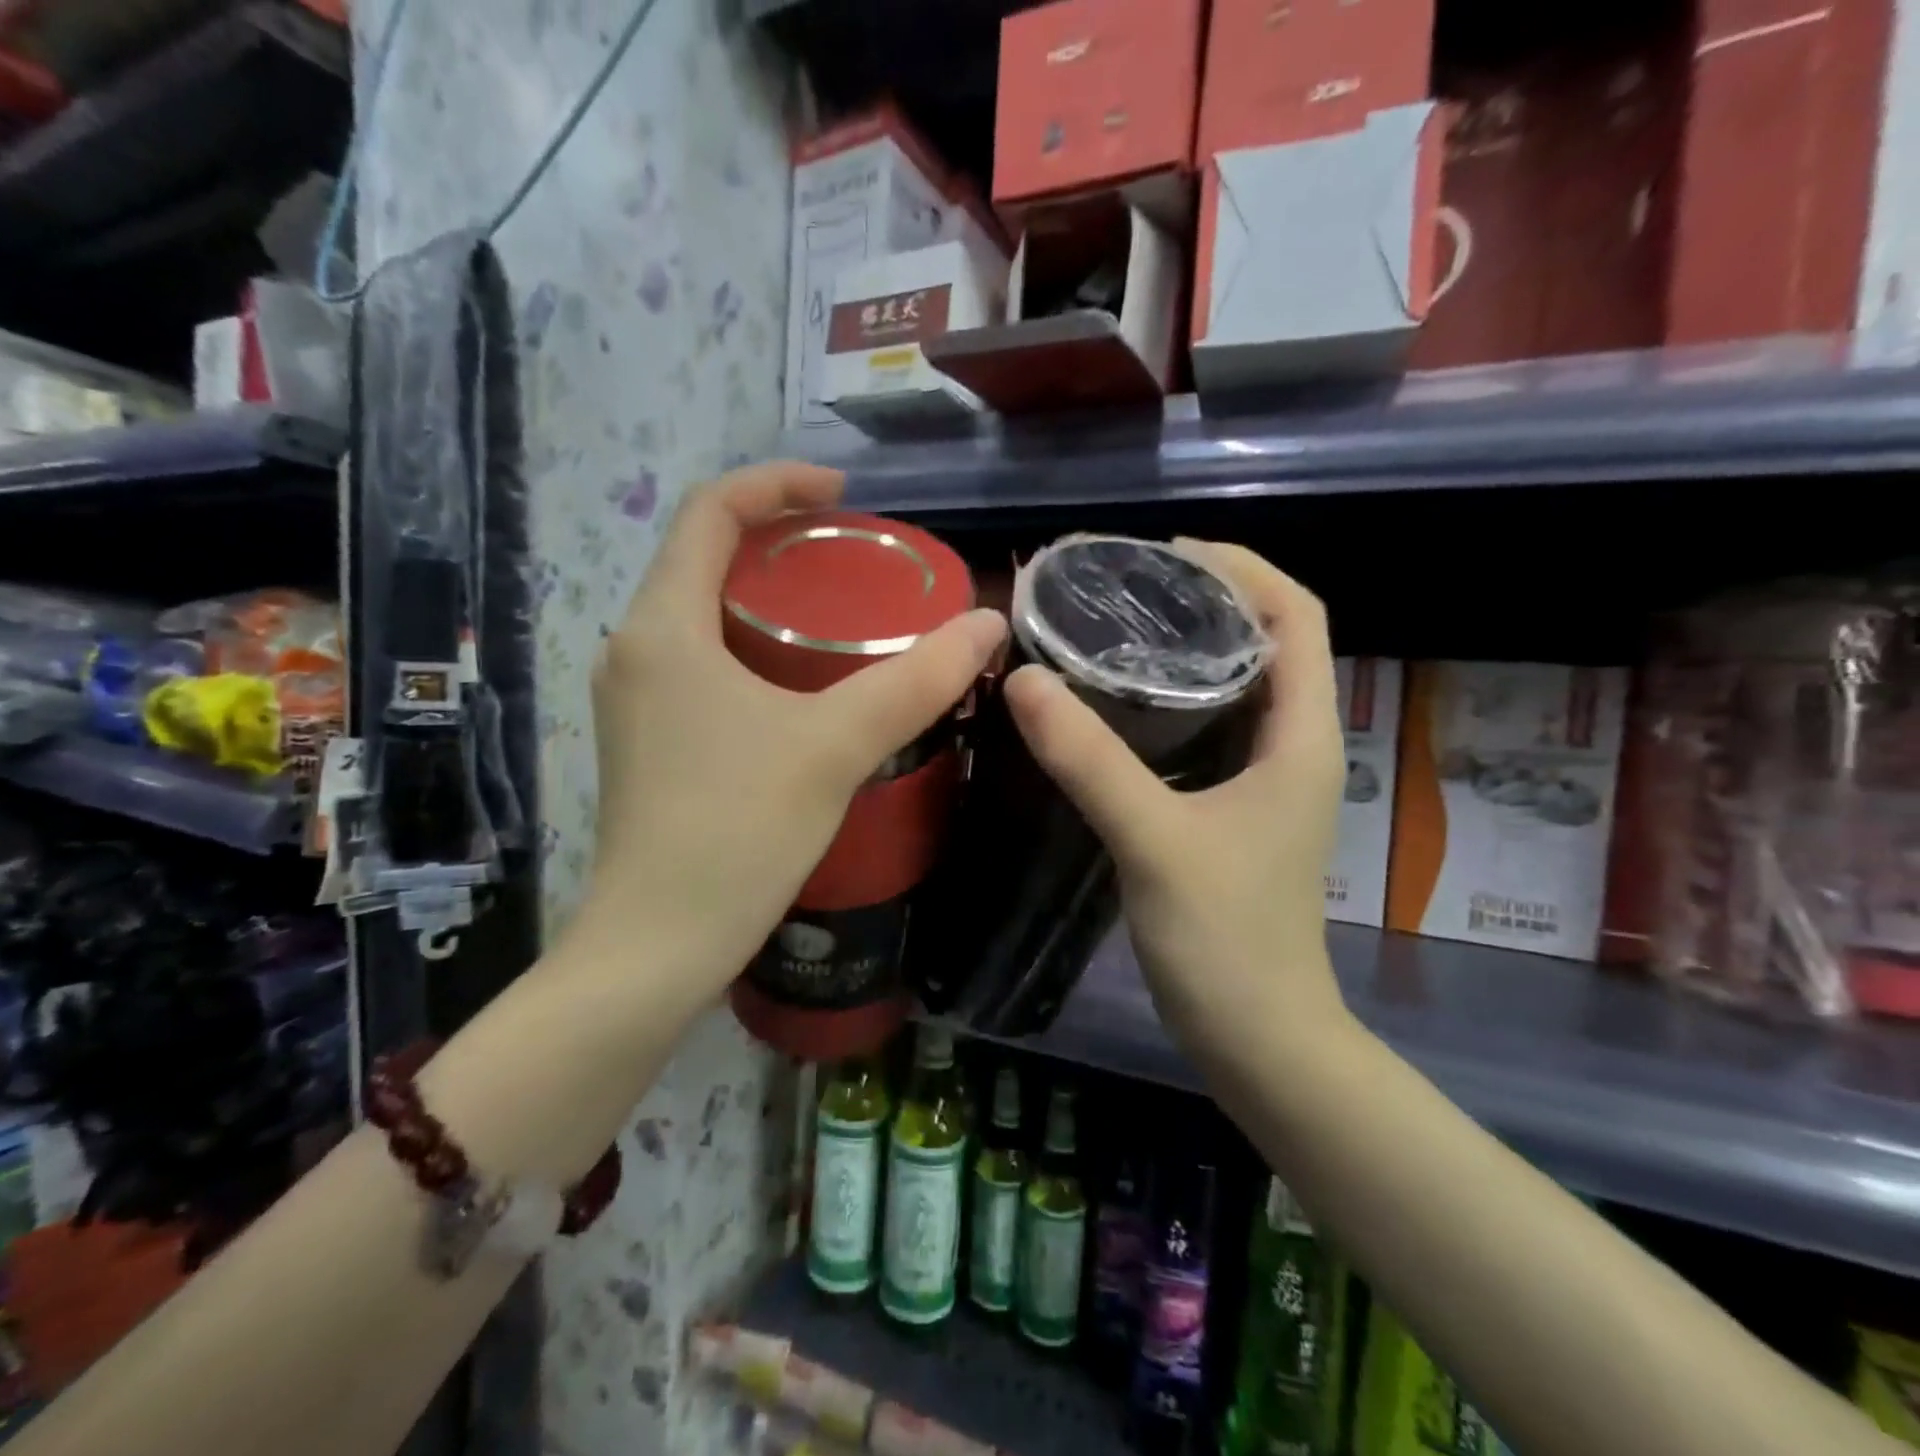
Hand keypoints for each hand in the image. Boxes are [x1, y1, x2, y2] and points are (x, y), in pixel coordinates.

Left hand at [587, 462, 1005, 996]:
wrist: (658, 944)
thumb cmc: (737, 831)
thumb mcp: (836, 745)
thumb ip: (915, 681)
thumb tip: (987, 624)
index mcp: (664, 626)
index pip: (710, 511)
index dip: (777, 484)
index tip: (844, 495)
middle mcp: (635, 648)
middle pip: (703, 558)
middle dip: (778, 541)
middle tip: (853, 555)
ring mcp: (635, 698)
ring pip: (702, 614)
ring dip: (765, 596)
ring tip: (838, 612)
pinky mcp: (648, 740)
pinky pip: (700, 661)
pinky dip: (752, 646)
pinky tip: (801, 683)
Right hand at [1003, 541, 1348, 1051]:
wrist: (1257, 1036)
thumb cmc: (1226, 940)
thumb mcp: (1154, 840)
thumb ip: (1090, 760)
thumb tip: (1023, 680)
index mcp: (1302, 736)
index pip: (1296, 616)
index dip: (1242, 567)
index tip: (1165, 553)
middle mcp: (1293, 745)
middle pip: (1265, 640)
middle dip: (1204, 599)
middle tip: (1122, 586)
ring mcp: (1265, 779)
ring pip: (1234, 685)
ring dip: (1185, 648)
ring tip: (1113, 628)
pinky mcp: (1233, 808)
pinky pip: (1208, 729)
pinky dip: (1170, 701)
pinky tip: (1114, 704)